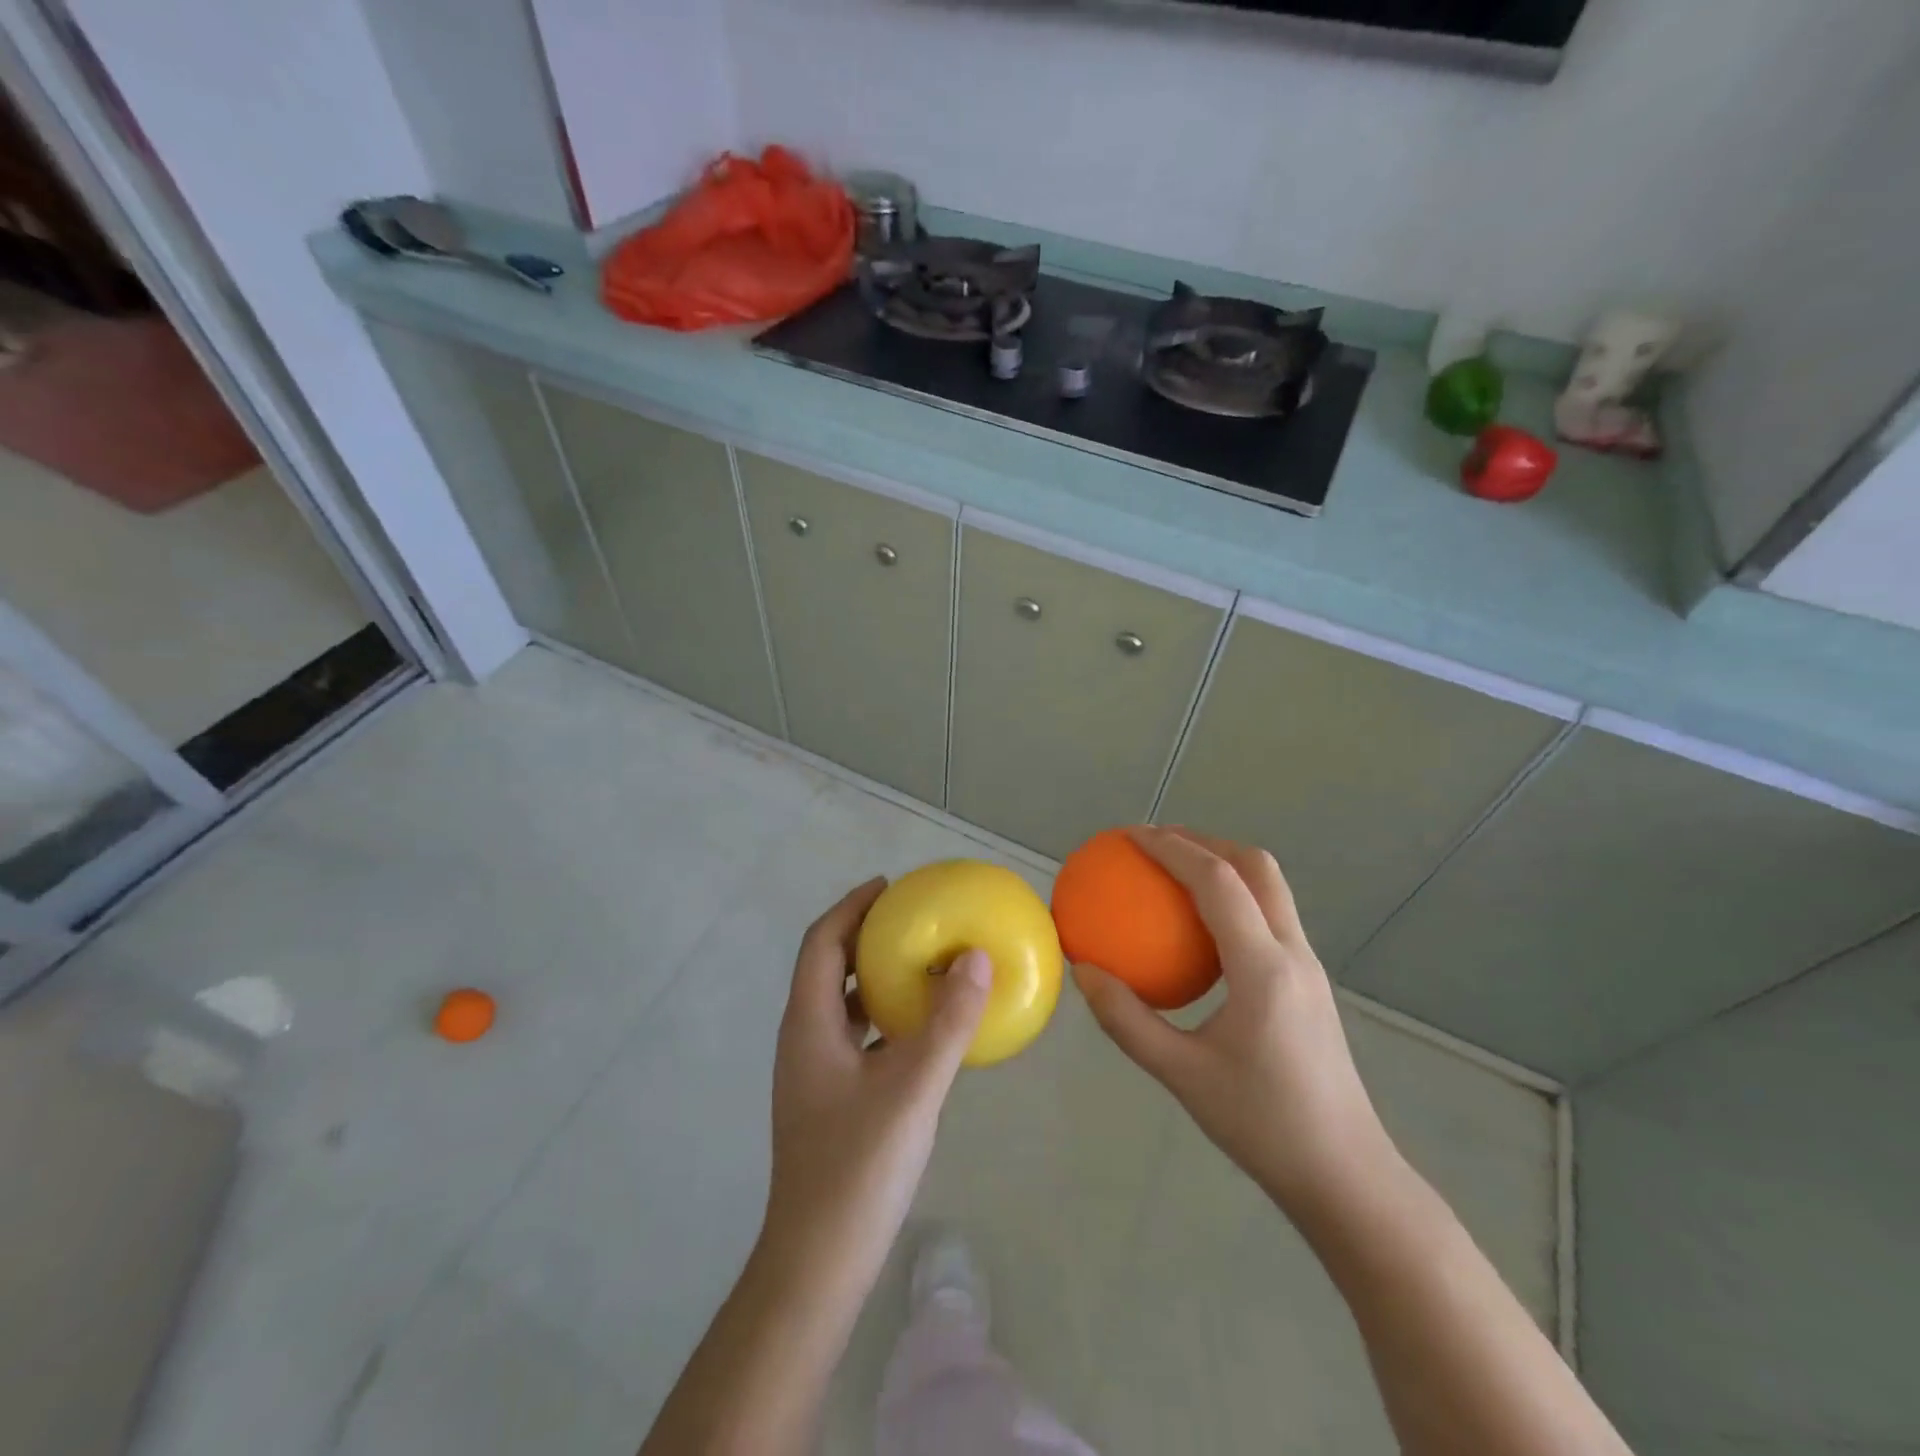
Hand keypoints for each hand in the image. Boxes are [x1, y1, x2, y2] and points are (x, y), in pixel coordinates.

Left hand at [762, 878, 991, 1269]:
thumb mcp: (912, 1087)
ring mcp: (814, 1073)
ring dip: (875, 977)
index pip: (821, 942)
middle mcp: (804, 1039)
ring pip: (842, 1004)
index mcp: (808, 1024)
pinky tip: (921, 1031)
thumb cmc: (857, 1166)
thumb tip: (977, 957)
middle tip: (913, 919)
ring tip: (922, 964)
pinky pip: (856, 1036)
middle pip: (828, 966)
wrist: (818, 1263)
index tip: (890, 886)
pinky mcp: (830, 1100)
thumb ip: (947, 1022)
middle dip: (865, 935)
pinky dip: (884, 1017)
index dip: (851, 906)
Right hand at [1073, 828, 1398, 1219]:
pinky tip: (1199, 928)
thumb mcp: (1181, 1075)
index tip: (1129, 836)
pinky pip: (1270, 916)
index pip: (1217, 881)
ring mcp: (1309, 966)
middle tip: (1153, 844)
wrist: (1347, 1176)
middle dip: (1204, 840)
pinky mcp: (1310, 982)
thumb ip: (1126, 1020)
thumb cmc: (1263, 1125)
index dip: (1172, 847)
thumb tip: (1082, 971)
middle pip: (1256, 866)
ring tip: (1174, 871)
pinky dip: (1233, 897)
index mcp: (1263, 968)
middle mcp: (1293, 952)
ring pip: (1270, 887)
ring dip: (1223, 863)